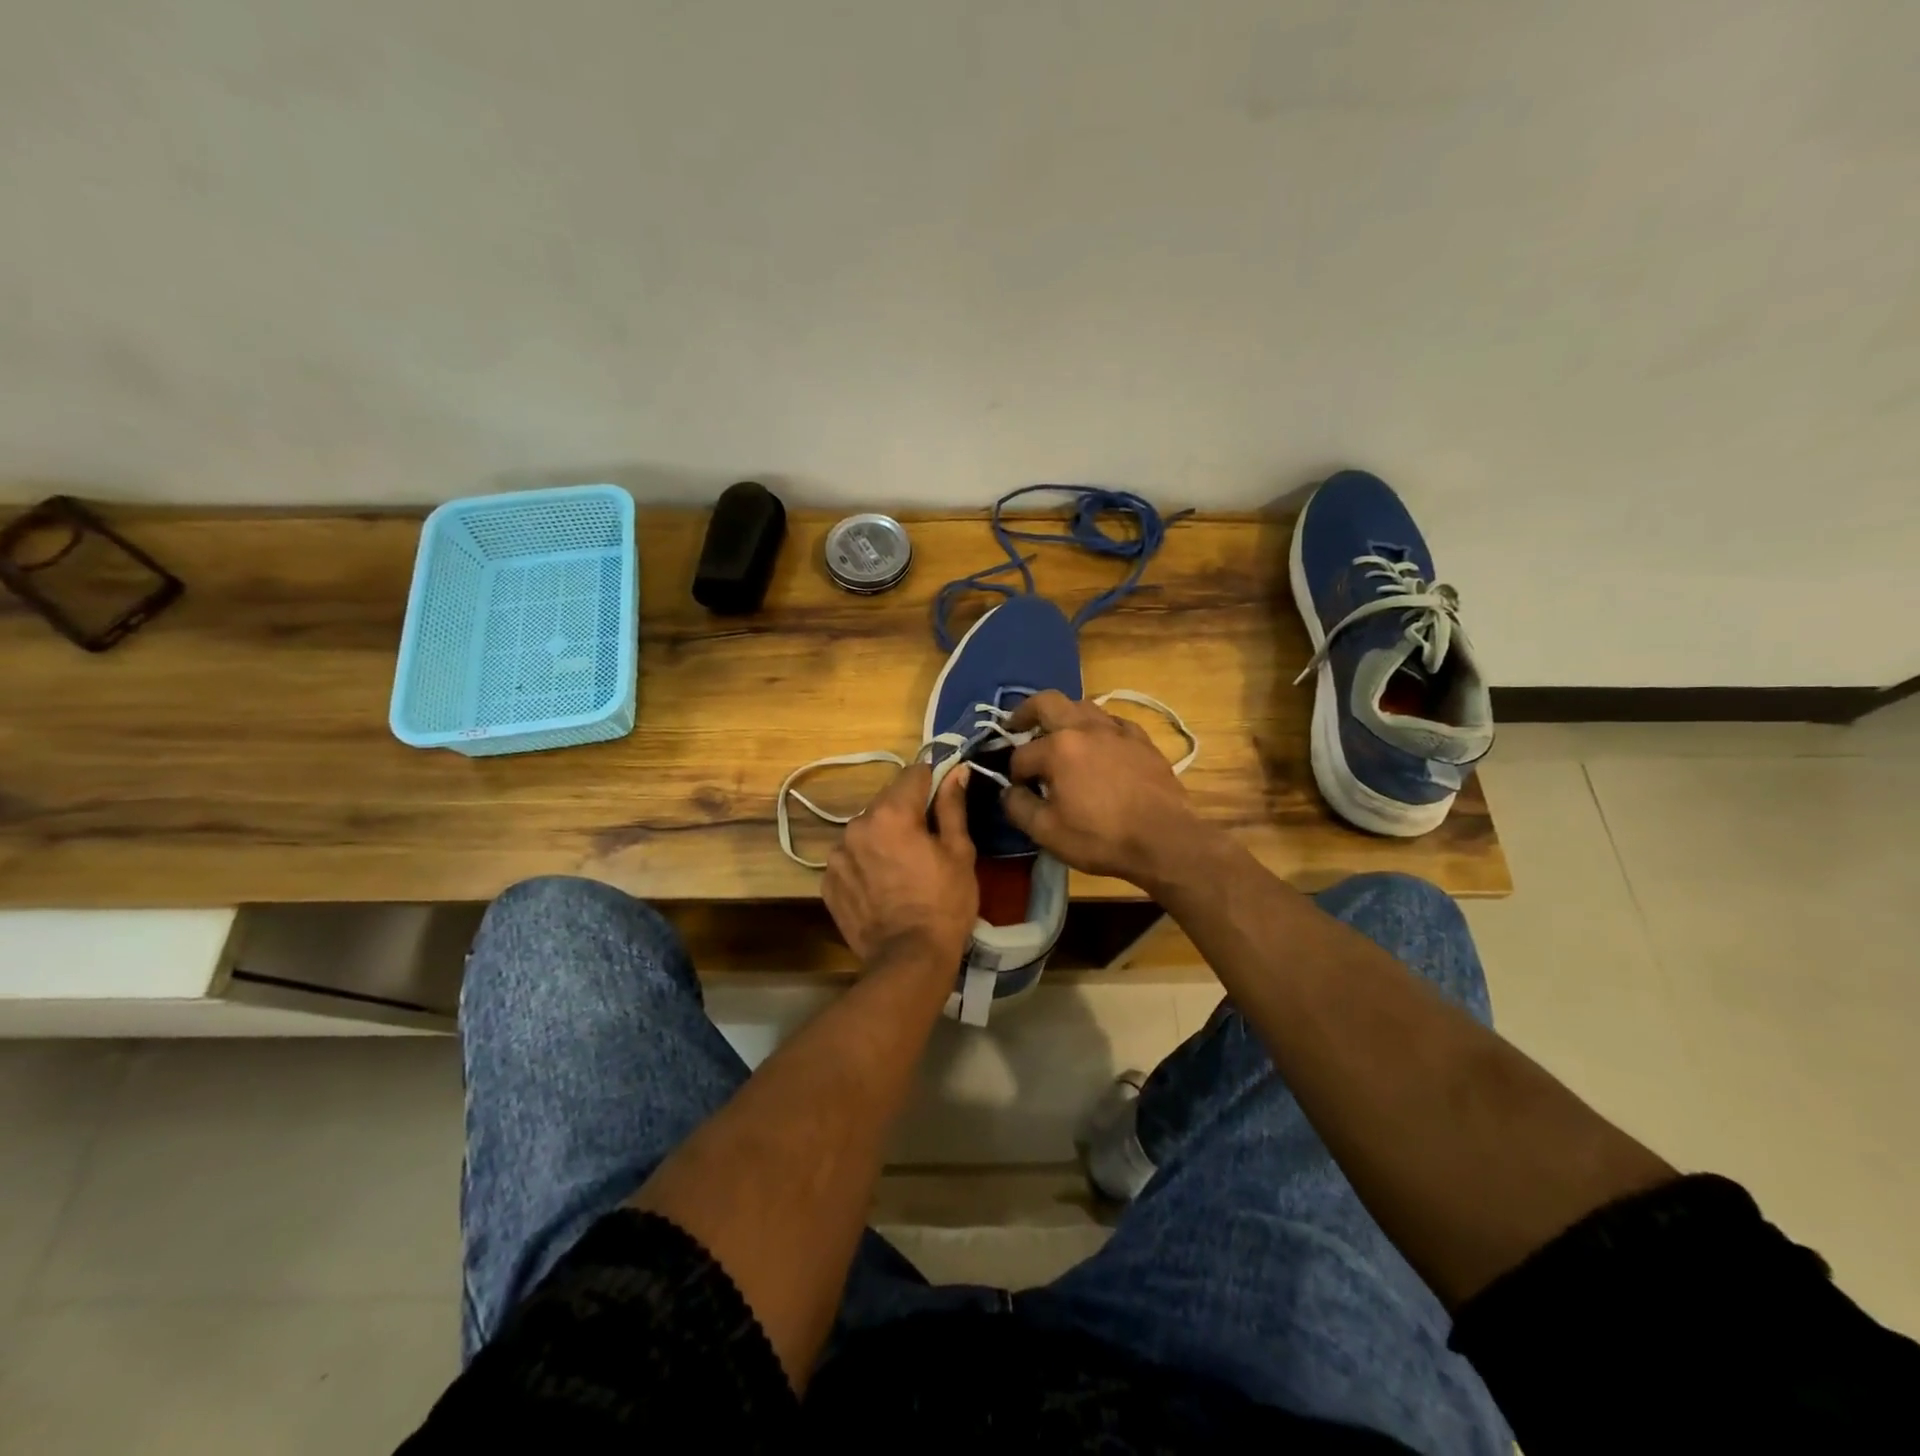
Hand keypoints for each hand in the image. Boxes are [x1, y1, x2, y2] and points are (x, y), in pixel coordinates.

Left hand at [823, 761, 977, 968]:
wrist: (908, 960)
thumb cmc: (944, 904)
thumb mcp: (960, 852)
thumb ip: (953, 806)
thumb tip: (956, 771)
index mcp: (891, 812)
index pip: (913, 773)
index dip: (933, 783)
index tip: (943, 802)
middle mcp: (857, 825)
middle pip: (887, 801)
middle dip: (906, 811)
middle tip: (926, 841)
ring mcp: (837, 854)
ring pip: (866, 829)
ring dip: (882, 836)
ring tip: (901, 867)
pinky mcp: (827, 881)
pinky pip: (850, 857)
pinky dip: (865, 862)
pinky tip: (882, 886)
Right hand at [1002, 691, 1209, 888]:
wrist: (1164, 840)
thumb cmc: (1100, 837)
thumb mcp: (1046, 832)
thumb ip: (1018, 807)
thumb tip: (1009, 791)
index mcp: (1058, 748)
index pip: (1021, 754)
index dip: (1014, 773)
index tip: (1018, 790)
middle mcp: (1085, 728)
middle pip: (1047, 702)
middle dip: (1026, 712)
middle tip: (1016, 725)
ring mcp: (1117, 730)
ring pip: (1082, 705)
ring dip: (1063, 715)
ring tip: (1058, 733)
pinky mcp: (1141, 739)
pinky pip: (1112, 721)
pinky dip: (1097, 727)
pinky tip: (1099, 743)